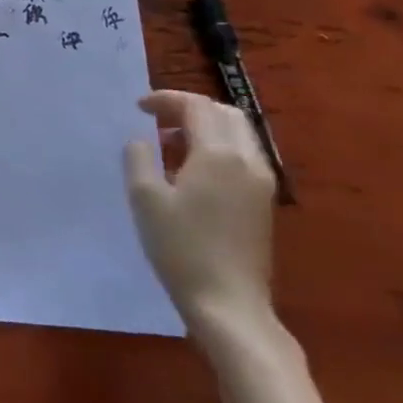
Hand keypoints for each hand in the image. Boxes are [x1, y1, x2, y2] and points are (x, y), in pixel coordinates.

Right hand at [124, 90, 277, 342]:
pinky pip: (244, 154)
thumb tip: (142, 140)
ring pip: (239, 133)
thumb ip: (139, 157)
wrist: (228, 303)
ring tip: (170, 140)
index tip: (138, 107)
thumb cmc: (181, 248)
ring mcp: (261, 182)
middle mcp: (248, 160)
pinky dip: (219, 145)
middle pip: (225, 113)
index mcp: (219, 154)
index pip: (197, 107)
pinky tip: (193, 168)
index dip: (166, 99)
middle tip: (156, 117)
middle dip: (190, 107)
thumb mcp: (145, 198)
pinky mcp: (264, 201)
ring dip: (206, 125)